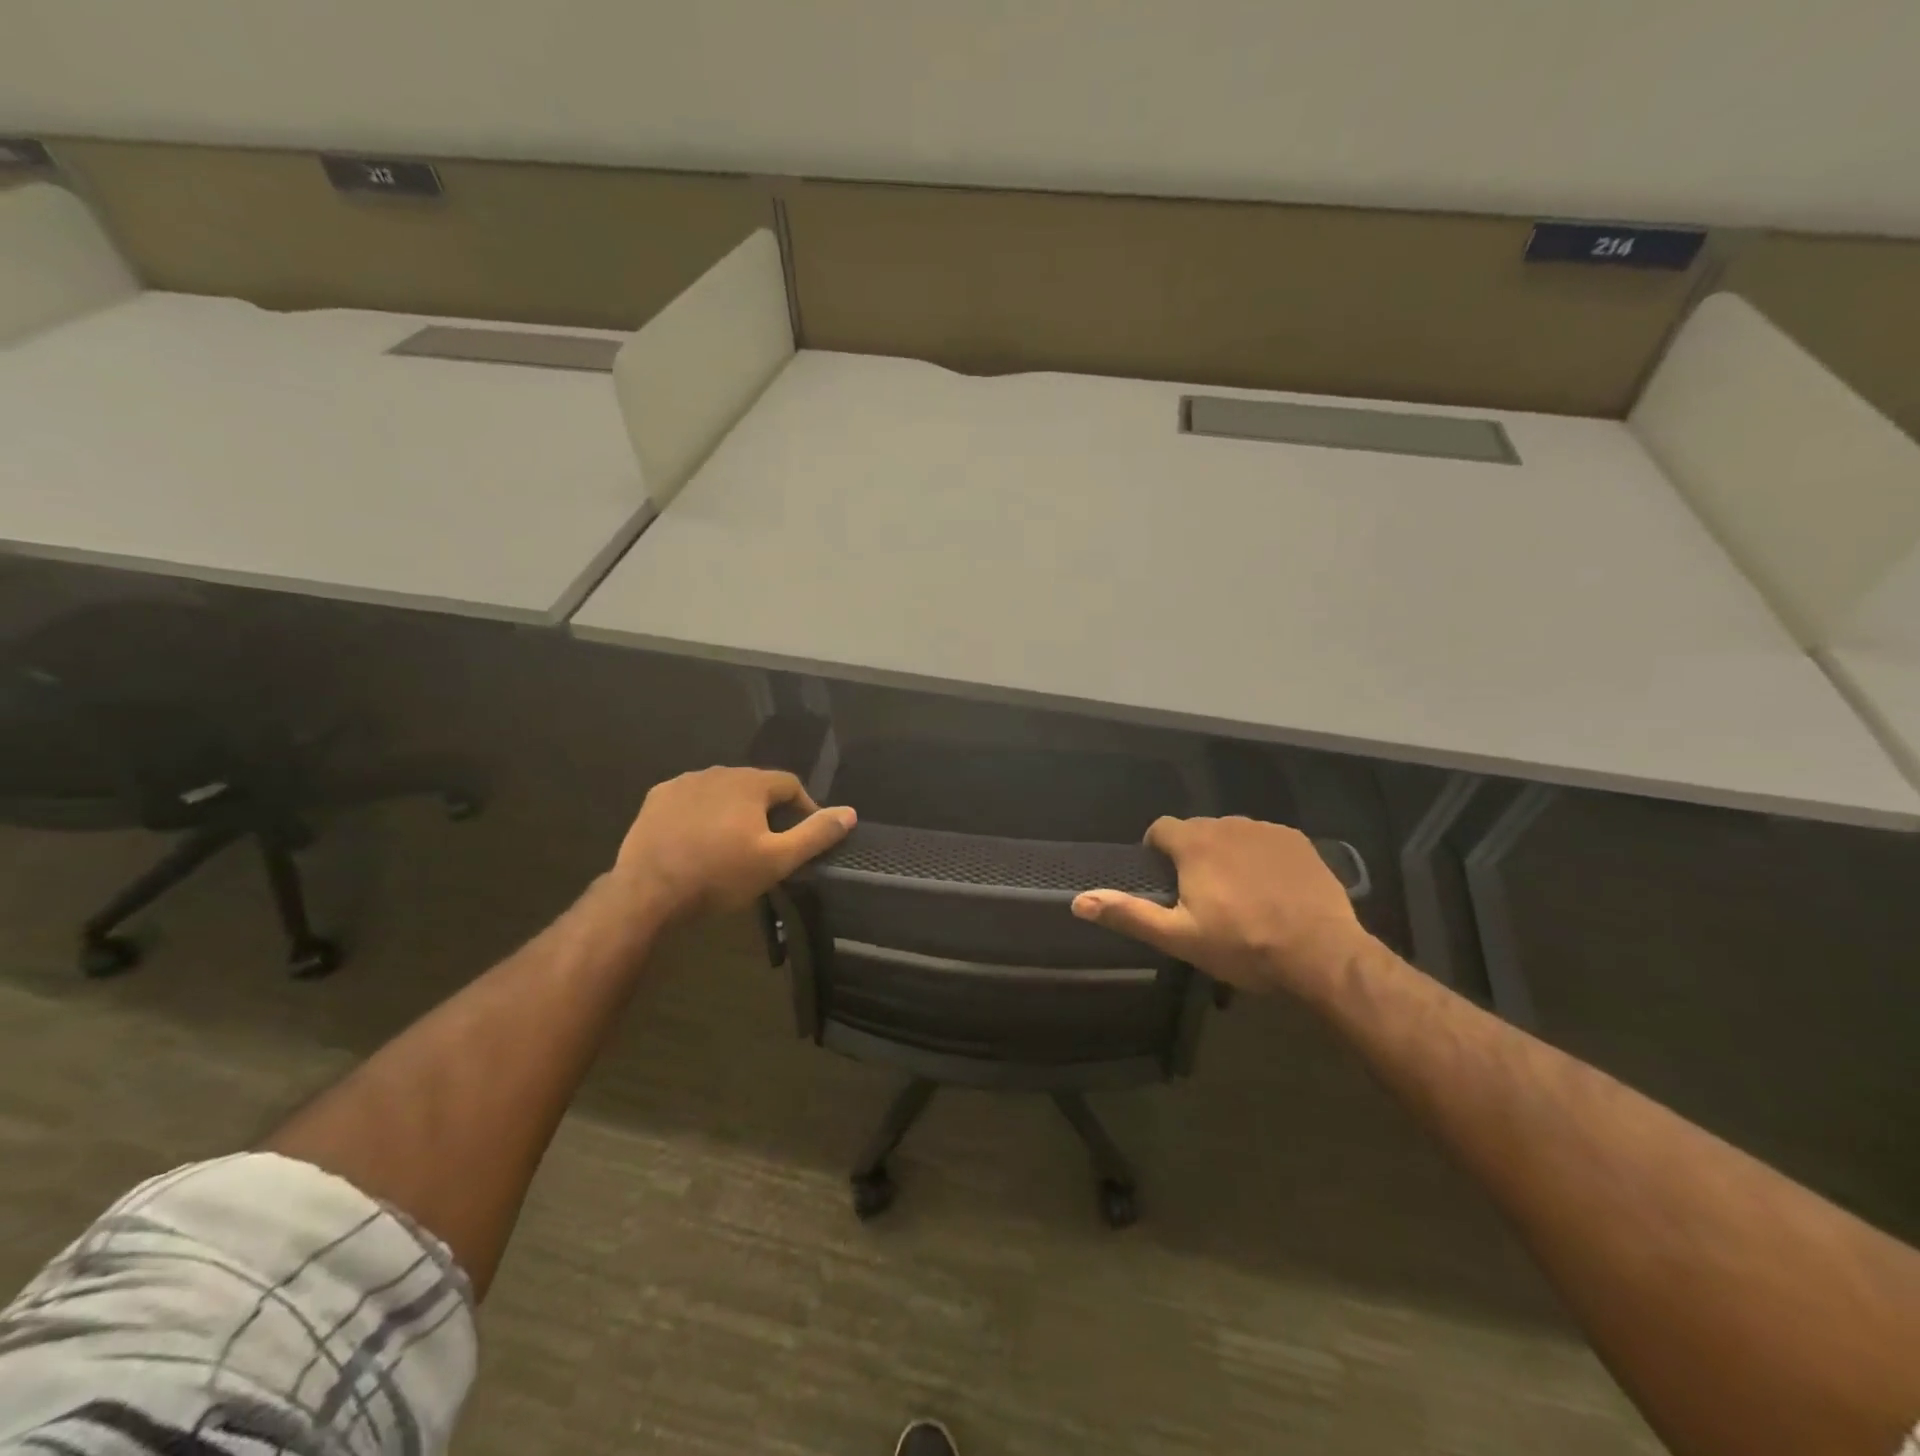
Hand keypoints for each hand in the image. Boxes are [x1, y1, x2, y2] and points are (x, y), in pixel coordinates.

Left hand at [611, 766, 855, 925]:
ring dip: (734, 811)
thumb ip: (815, 834)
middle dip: (767, 811)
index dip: (803, 809)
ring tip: (733, 844)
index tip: (802, 837)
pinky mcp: (656, 799)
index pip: (790, 785)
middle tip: (768, 845)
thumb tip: (850, 813)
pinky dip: (702, 814)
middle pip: (755, 786)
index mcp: (749, 782)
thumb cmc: (719, 875)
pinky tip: (698, 840)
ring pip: (722, 792)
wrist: (648, 892)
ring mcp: (683, 783)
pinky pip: (691, 800)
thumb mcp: (777, 860)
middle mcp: (717, 772)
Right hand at [1071, 816, 1366, 996]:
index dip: (1156, 851)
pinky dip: (1259, 856)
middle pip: (1196, 831)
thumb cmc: (1243, 946)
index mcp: (1195, 843)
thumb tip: (1078, 901)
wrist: (1322, 954)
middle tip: (1202, 896)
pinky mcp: (1297, 841)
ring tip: (1238, 894)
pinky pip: (1264, 840)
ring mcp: (1266, 830)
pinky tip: (1271, 888)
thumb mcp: (1179, 937)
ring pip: (1231, 834)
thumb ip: (1128, 913)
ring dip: (1226, 854)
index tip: (1165, 881)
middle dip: (1192, 855)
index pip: (1160, 828)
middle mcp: (1228, 824)